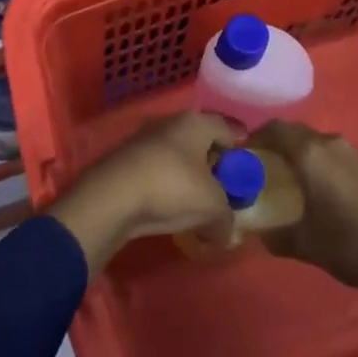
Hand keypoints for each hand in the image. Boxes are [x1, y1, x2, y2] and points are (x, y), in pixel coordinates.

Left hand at [48, 112, 235, 274]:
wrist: (112, 196)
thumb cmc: (172, 187)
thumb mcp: (212, 207)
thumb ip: (226, 219)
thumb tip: (228, 234)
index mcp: (195, 123)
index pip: (226, 127)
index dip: (239, 145)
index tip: (245, 163)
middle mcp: (169, 123)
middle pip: (200, 139)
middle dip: (212, 161)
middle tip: (224, 185)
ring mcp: (144, 139)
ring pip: (176, 154)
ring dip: (188, 174)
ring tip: (197, 200)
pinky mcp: (126, 159)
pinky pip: (157, 169)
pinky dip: (167, 183)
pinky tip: (170, 205)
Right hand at [251, 120, 357, 309]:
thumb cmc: (351, 244)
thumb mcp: (305, 245)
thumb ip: (275, 234)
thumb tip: (260, 232)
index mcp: (310, 153)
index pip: (274, 129)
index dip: (255, 138)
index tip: (244, 156)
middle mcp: (332, 143)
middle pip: (297, 134)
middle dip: (278, 147)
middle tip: (267, 170)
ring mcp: (357, 154)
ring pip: (320, 145)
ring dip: (304, 157)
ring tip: (296, 183)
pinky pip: (339, 158)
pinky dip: (325, 167)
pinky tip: (327, 195)